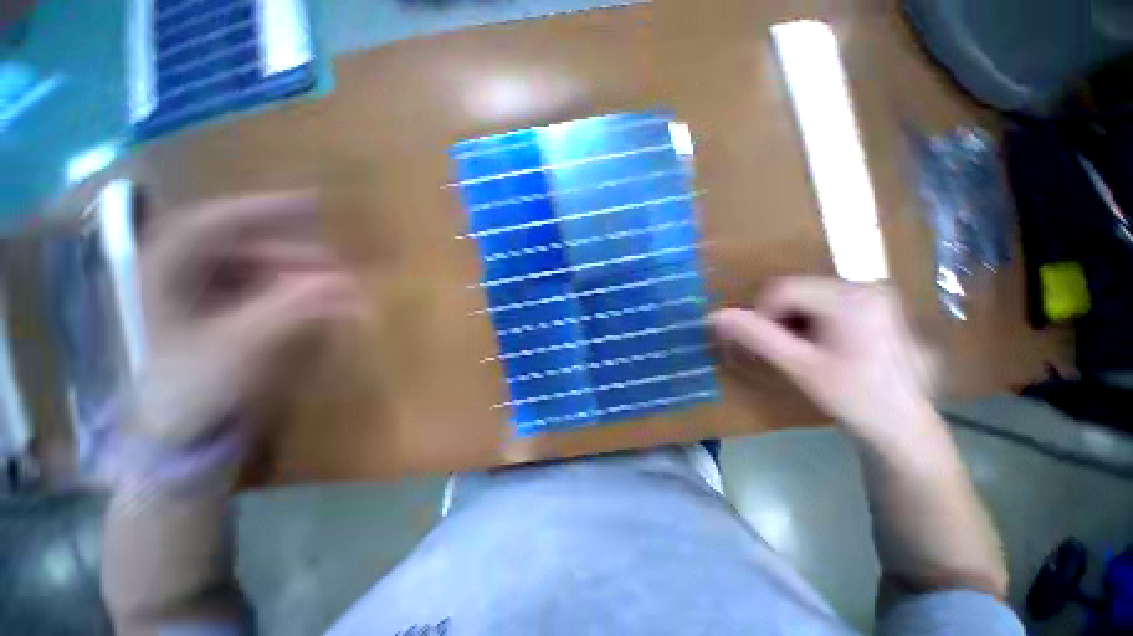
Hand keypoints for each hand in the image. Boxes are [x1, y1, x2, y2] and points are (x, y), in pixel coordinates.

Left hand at [126, 192, 361, 447]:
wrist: (177, 434)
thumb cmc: (192, 389)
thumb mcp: (241, 348)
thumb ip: (293, 310)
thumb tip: (348, 284)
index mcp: (167, 269)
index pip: (219, 221)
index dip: (266, 209)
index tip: (316, 204)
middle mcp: (185, 270)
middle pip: (250, 248)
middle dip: (300, 260)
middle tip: (343, 275)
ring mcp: (205, 291)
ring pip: (263, 270)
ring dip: (305, 280)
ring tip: (342, 298)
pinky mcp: (224, 310)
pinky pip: (267, 291)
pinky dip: (297, 296)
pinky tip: (320, 308)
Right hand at [710, 277, 935, 441]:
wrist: (905, 430)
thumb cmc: (855, 399)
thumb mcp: (800, 367)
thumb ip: (756, 337)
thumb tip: (713, 316)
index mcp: (851, 297)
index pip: (781, 289)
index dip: (760, 316)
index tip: (765, 348)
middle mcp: (865, 286)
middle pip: (795, 291)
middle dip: (777, 321)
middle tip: (782, 353)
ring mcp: (873, 296)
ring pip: (806, 298)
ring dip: (790, 323)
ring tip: (800, 354)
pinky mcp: (874, 308)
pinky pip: (824, 305)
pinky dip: (808, 324)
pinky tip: (817, 349)